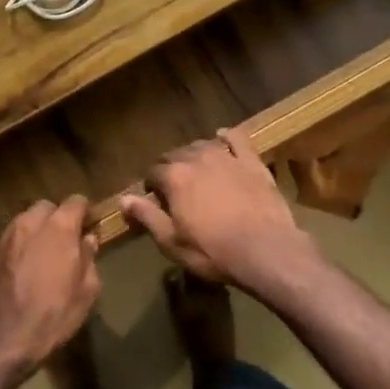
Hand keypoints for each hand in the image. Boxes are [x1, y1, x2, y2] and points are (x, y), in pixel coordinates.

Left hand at [0, 196, 100, 383]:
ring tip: (44, 253)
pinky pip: (10, 240)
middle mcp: (30, 224)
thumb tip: (88, 240)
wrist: (1, 339)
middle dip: (58, 217)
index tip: (90, 224)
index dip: (85, 211)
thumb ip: (89, 259)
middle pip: (47, 207)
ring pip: (25, 221)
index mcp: (59, 228)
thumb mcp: (86, 292)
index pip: (76, 201)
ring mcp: (6, 238)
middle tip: (66, 239)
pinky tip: (24, 268)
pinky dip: (20, 246)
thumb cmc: (53, 316)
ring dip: (37, 230)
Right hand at [121, 127, 308, 292]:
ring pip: (202, 145)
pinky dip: (227, 137)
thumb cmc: (213, 251)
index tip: (155, 199)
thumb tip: (123, 199)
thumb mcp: (172, 242)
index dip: (151, 185)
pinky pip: (237, 139)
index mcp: (174, 177)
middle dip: (170, 168)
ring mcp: (227, 157)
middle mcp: (197, 158)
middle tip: (174, 187)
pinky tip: (223, 138)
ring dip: (194, 154)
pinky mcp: (252, 161)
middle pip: (175, 155)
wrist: (266, 250)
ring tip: (196, 169)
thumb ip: (147, 216)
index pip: (153, 172)